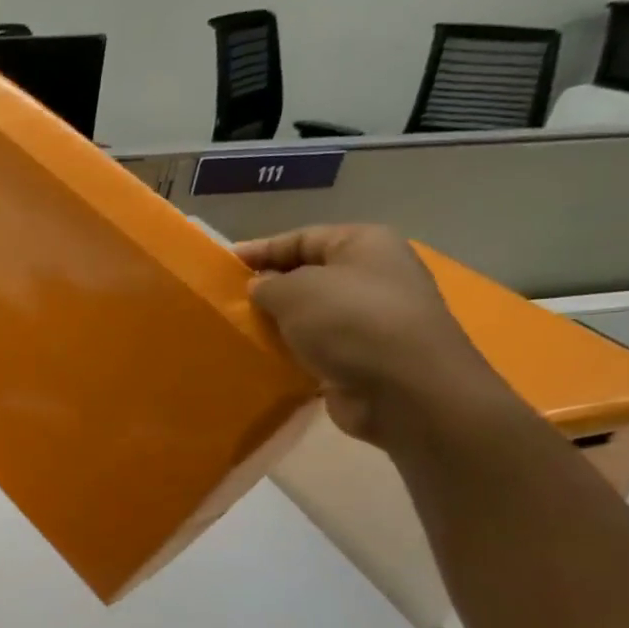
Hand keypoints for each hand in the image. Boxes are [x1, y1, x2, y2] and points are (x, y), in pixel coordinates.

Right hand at [236, 225, 512, 446]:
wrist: (404, 389)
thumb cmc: (350, 321)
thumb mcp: (294, 291)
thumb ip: (267, 285)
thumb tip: (260, 287)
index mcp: (364, 244)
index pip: (302, 238)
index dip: (261, 250)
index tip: (224, 265)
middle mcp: (373, 276)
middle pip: (309, 275)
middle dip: (270, 288)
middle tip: (229, 301)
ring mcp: (372, 319)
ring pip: (312, 314)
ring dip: (280, 323)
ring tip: (241, 330)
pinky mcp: (365, 357)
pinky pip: (319, 347)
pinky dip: (294, 351)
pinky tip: (267, 358)